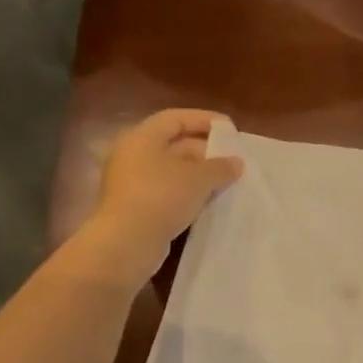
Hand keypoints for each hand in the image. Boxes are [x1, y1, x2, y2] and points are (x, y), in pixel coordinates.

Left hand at [81, 109, 243, 285]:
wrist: (125, 244)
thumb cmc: (161, 198)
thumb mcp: (198, 179)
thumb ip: (220, 167)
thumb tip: (236, 162)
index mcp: (142, 138)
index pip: (175, 119)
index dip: (204, 120)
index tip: (230, 129)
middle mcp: (133, 156)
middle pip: (173, 145)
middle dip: (205, 151)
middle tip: (232, 160)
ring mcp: (132, 184)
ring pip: (172, 172)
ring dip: (199, 176)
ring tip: (227, 182)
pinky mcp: (135, 209)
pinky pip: (167, 194)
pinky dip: (188, 195)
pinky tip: (209, 203)